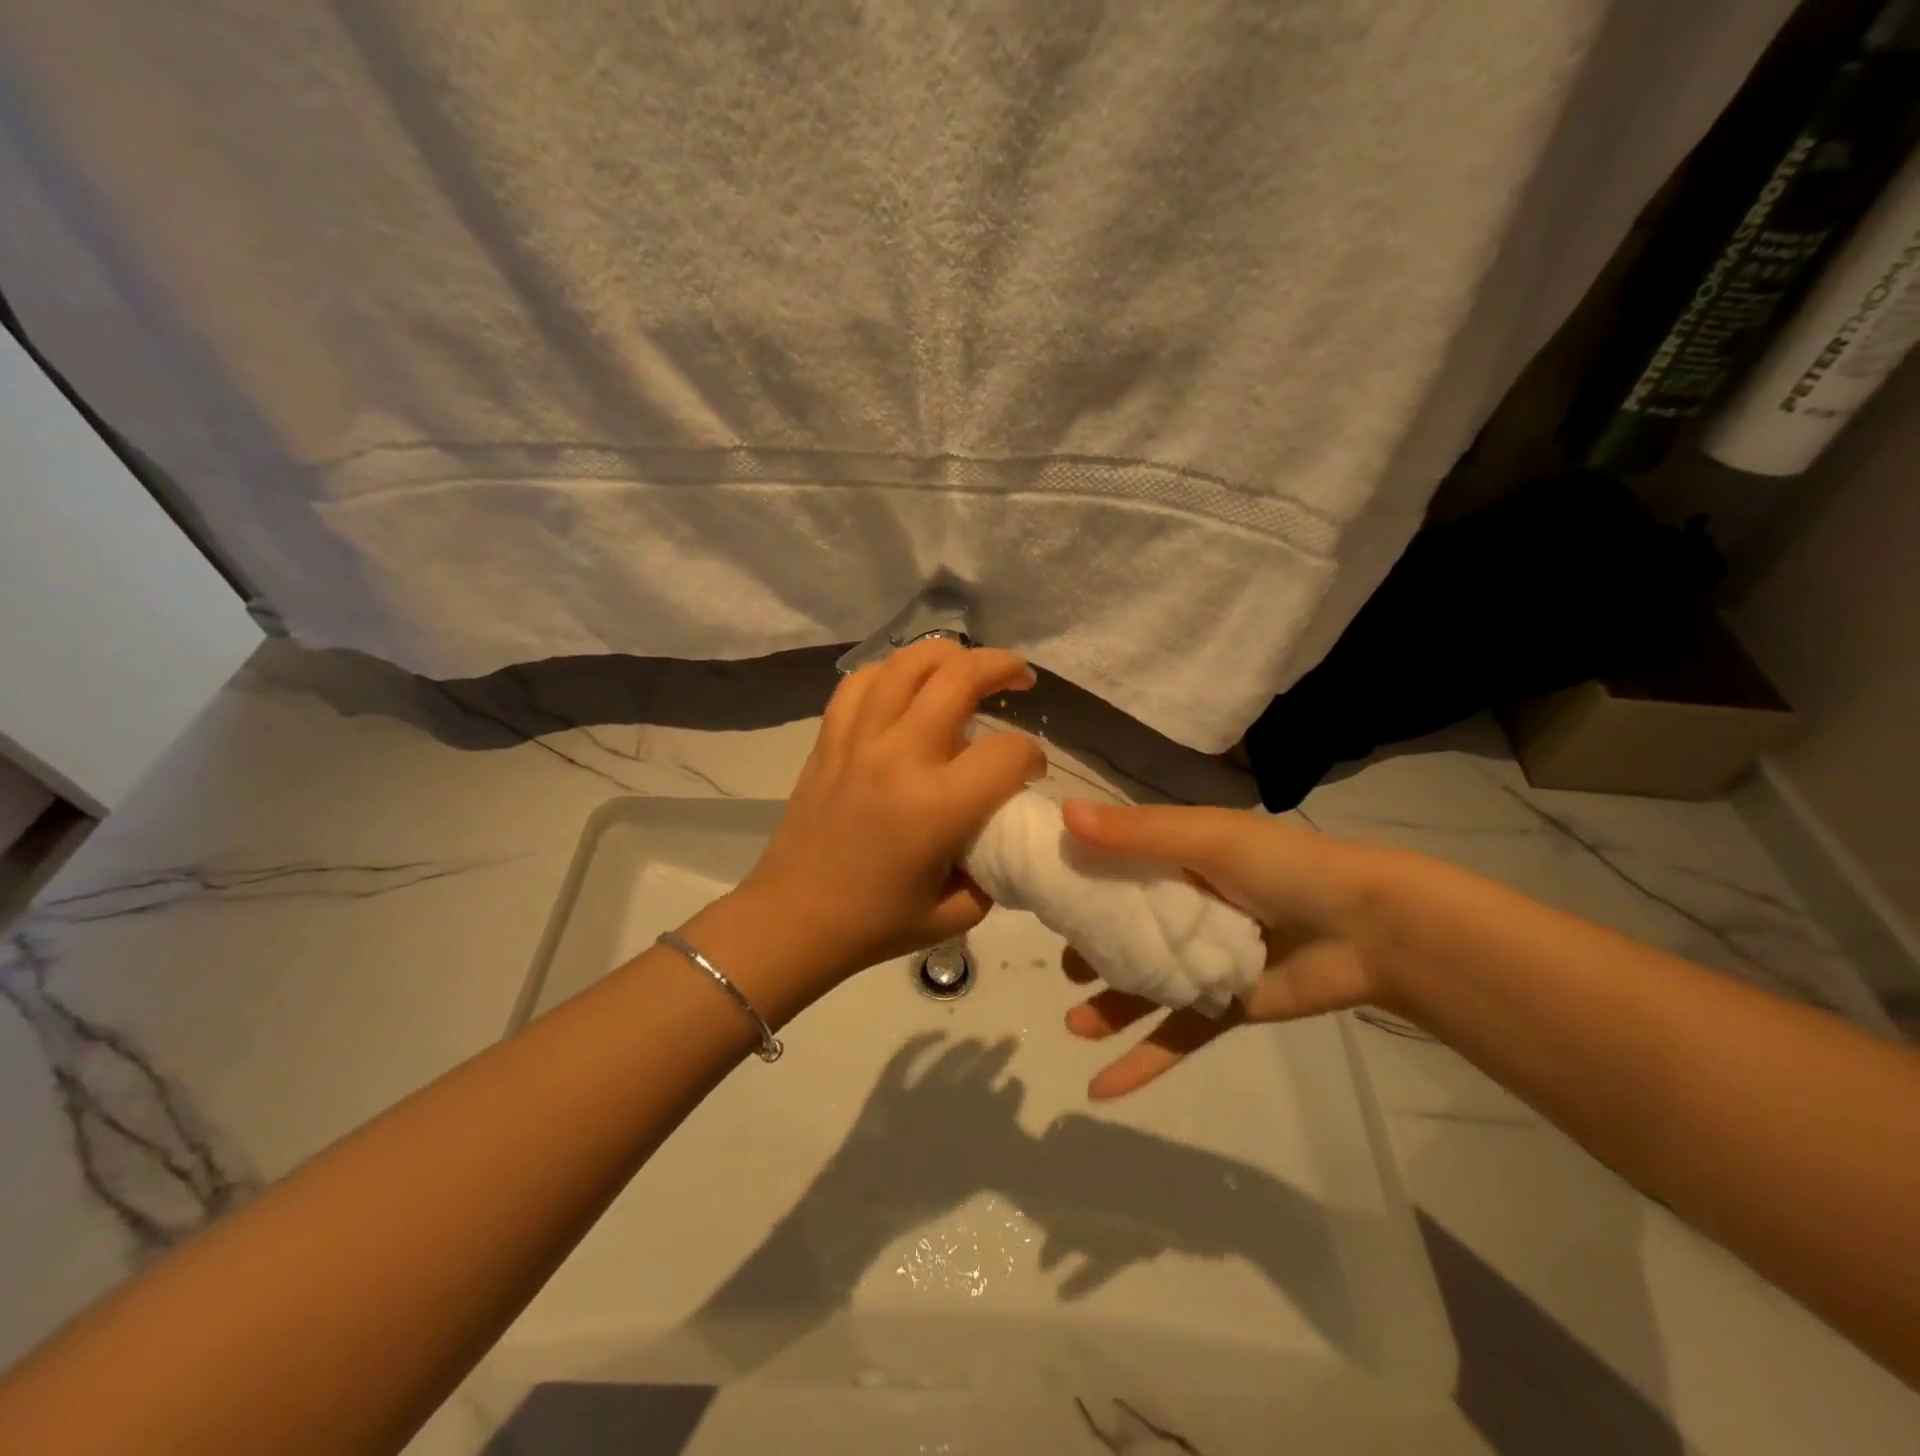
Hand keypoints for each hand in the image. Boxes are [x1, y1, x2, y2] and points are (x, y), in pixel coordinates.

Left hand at [738, 639, 1045, 982]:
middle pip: (960, 677)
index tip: (1029, 772)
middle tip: (1020, 676)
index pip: (1007, 752)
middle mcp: (899, 756)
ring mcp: (858, 739)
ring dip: (949, 654)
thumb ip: (995, 868)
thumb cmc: (876, 923)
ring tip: (968, 665)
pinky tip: (907, 683)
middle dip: (1003, 666)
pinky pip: (861, 681)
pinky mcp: (829, 738)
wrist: (793, 919)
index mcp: (938, 805)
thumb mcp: (957, 912)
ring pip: (908, 663)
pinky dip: (892, 670)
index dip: (1032, 757)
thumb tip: (1004, 831)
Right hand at [1056, 800, 1393, 1097]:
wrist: (1371, 929)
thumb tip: (1064, 815)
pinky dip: (1139, 1063)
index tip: (1034, 892)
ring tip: (1075, 1023)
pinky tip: (1100, 1088)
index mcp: (1174, 861)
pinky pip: (1173, 1036)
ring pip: (1139, 987)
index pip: (1110, 868)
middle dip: (1086, 950)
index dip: (1073, 879)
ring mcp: (1199, 961)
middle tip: (1062, 965)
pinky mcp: (1221, 1007)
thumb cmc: (1284, 869)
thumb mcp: (1208, 839)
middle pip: (1119, 931)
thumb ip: (1138, 834)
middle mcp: (1180, 908)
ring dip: (1105, 1008)